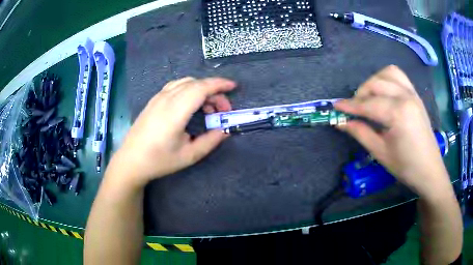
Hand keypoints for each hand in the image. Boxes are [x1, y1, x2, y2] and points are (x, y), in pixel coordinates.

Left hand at [109, 77, 235, 186]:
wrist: (130, 161)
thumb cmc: (159, 160)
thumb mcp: (188, 156)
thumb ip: (210, 141)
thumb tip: (224, 130)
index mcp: (175, 111)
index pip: (201, 88)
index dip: (219, 84)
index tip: (233, 87)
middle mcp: (166, 99)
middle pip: (195, 83)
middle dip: (214, 91)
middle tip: (222, 109)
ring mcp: (157, 98)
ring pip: (185, 82)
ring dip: (201, 89)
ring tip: (208, 108)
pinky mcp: (153, 101)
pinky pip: (175, 87)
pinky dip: (189, 90)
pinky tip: (191, 105)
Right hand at [335, 65, 450, 198]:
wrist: (429, 169)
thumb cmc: (405, 166)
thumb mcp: (380, 153)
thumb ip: (360, 133)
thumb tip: (341, 122)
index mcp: (398, 113)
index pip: (368, 104)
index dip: (350, 106)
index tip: (335, 107)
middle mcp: (405, 96)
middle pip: (376, 84)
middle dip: (361, 94)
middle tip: (354, 109)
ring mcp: (412, 93)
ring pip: (387, 73)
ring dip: (374, 81)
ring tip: (369, 97)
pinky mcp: (415, 95)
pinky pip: (399, 76)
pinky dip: (387, 78)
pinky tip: (383, 92)